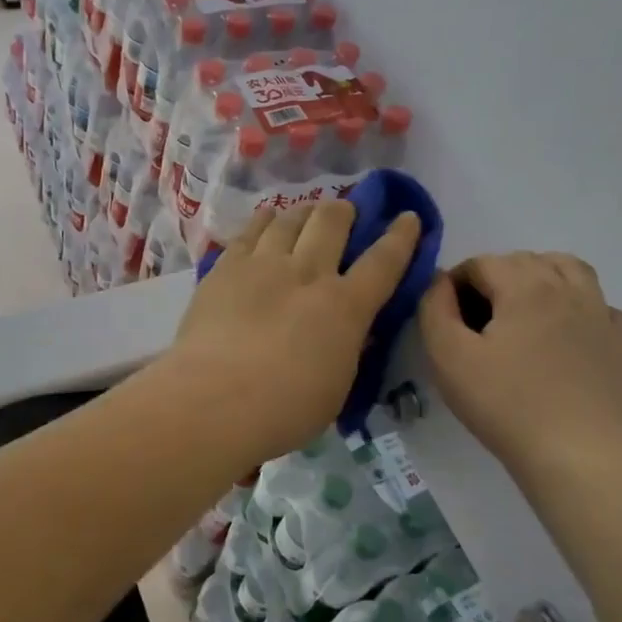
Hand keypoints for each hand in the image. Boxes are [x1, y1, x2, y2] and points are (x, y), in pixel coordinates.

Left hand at [163, 201, 420, 463]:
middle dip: (345, 210)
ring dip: (304, 212)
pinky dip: (264, 219)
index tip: (408, 217)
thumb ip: (346, 349)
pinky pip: (250, 230)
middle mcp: (308, 273)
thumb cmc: (284, 410)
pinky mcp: (225, 268)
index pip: (383, 262)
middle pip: (332, 222)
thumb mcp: (337, 386)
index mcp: (345, 307)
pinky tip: (267, 217)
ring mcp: (263, 265)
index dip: (401, 237)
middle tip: (345, 212)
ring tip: (306, 213)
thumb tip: (351, 330)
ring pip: (290, 218)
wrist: (214, 400)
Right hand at [418, 252, 621, 483]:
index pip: (482, 262)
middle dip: (496, 277)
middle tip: (477, 318)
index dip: (455, 281)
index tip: (445, 314)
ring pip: (572, 272)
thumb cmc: (507, 406)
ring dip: (542, 278)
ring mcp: (604, 316)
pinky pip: (602, 308)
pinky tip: (567, 337)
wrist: (583, 459)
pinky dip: (580, 309)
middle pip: (526, 260)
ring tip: (523, 312)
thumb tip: (439, 283)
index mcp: (526, 286)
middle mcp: (569, 289)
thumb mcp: (448, 357)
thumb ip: (434, 309)